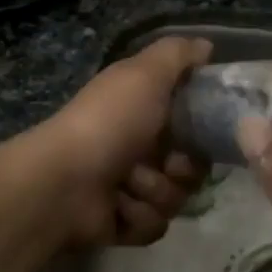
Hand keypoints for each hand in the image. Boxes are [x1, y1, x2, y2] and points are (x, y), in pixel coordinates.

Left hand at [35, 36, 212, 246]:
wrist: (64, 181)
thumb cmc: (109, 122)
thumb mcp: (145, 73)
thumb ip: (177, 55)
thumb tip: (207, 46)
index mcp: (143, 110)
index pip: (194, 123)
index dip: (203, 129)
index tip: (203, 129)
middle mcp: (139, 147)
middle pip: (192, 166)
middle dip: (182, 168)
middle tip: (168, 163)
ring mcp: (131, 187)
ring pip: (176, 198)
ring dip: (156, 191)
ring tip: (128, 184)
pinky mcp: (124, 222)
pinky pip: (156, 225)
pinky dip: (139, 217)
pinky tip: (117, 206)